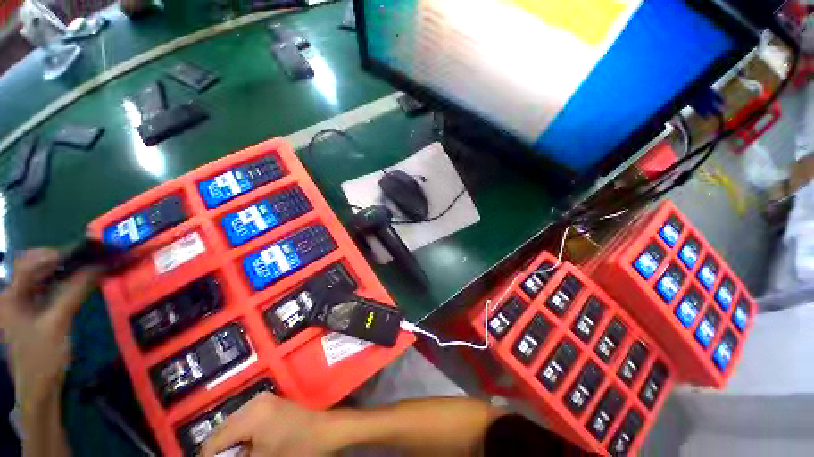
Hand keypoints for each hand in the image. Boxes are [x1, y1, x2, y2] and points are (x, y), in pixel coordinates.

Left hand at [0, 249, 99, 407]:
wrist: (39, 387)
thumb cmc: (43, 357)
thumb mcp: (58, 323)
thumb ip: (75, 292)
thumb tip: (98, 267)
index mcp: (10, 297)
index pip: (27, 264)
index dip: (52, 255)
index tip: (81, 253)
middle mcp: (11, 295)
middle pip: (32, 267)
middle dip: (58, 261)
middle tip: (85, 260)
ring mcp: (19, 304)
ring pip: (39, 277)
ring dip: (60, 271)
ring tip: (83, 269)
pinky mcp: (30, 312)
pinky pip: (44, 289)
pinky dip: (60, 282)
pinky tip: (73, 284)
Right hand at [201, 392, 341, 456]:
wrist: (325, 431)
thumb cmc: (296, 448)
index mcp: (250, 415)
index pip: (215, 440)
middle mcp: (253, 402)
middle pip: (222, 430)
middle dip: (219, 450)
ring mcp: (263, 400)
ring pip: (232, 425)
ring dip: (229, 443)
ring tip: (235, 456)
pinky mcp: (269, 403)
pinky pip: (245, 420)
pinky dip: (241, 435)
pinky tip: (246, 448)